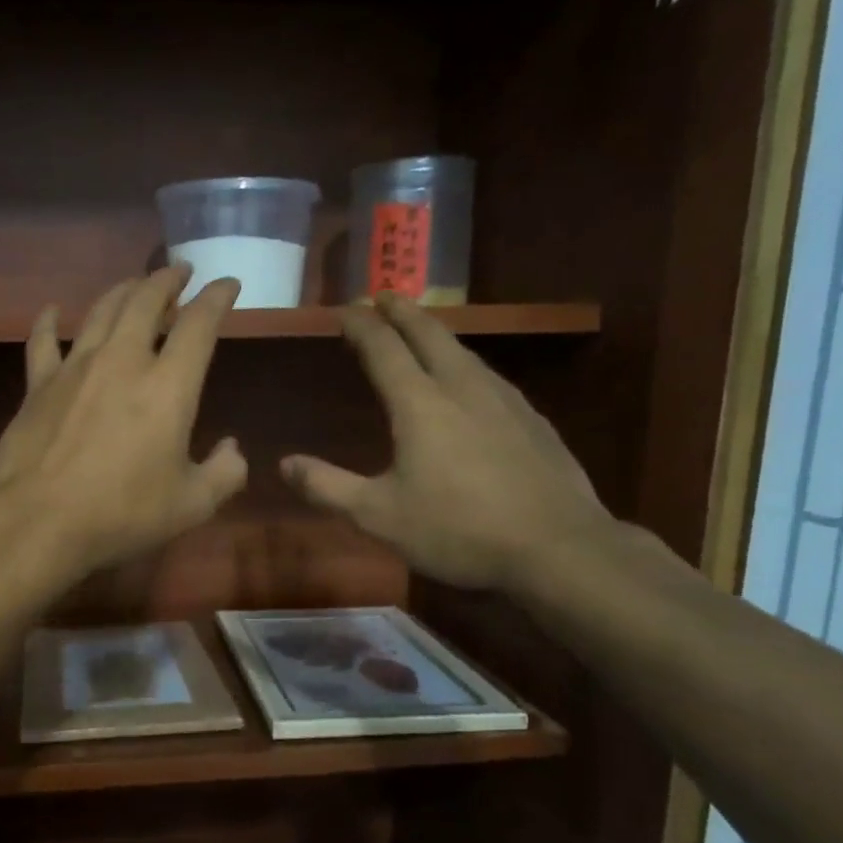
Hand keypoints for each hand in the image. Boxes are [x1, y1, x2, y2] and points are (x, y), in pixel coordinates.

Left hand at [0, 268, 247, 573]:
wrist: (38, 521)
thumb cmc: (122, 513)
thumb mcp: (191, 505)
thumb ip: (224, 474)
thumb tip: (233, 449)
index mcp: (168, 386)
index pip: (199, 325)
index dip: (217, 298)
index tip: (227, 285)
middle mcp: (123, 361)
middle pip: (146, 301)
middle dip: (168, 280)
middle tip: (180, 271)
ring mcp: (75, 368)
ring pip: (101, 311)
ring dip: (123, 291)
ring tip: (135, 285)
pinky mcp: (38, 385)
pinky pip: (43, 341)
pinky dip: (49, 321)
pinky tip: (52, 311)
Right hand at [281, 295, 609, 591]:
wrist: (558, 548)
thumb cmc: (457, 529)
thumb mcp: (378, 516)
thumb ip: (327, 487)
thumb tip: (285, 464)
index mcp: (420, 405)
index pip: (383, 349)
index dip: (361, 326)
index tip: (344, 310)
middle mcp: (463, 389)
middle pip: (429, 335)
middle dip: (403, 312)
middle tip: (385, 295)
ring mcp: (505, 402)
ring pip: (464, 353)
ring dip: (437, 334)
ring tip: (423, 331)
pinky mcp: (533, 421)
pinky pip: (489, 377)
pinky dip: (466, 364)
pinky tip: (471, 382)